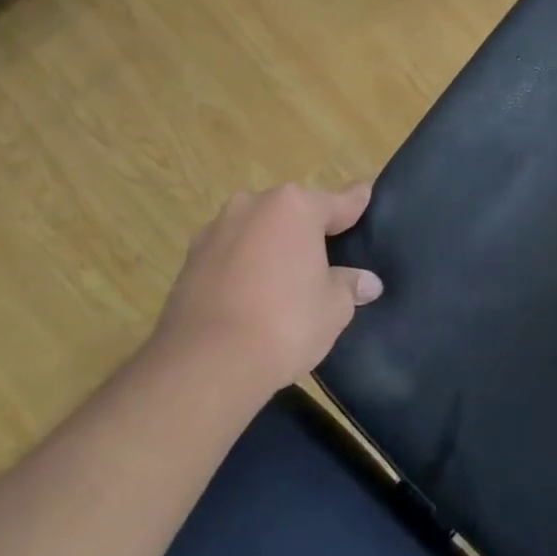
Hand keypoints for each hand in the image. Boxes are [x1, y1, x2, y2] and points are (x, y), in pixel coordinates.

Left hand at [152, 182, 381, 398]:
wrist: (206, 363)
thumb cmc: (285, 323)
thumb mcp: (333, 308)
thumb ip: (349, 286)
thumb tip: (367, 282)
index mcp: (295, 207)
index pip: (339, 202)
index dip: (356, 203)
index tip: (366, 193)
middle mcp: (253, 206)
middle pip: (292, 212)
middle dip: (307, 230)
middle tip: (326, 257)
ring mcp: (216, 230)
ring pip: (257, 231)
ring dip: (270, 246)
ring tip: (284, 281)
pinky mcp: (189, 260)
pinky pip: (230, 255)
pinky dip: (242, 267)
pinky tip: (250, 296)